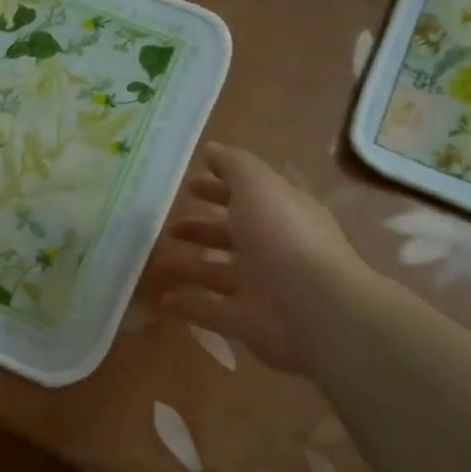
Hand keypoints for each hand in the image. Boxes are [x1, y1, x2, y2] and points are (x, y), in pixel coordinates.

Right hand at [149, 143, 371, 373]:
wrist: (315, 310)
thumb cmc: (285, 238)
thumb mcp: (258, 188)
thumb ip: (235, 167)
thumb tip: (212, 149)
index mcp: (281, 213)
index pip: (249, 195)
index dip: (220, 187)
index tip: (188, 184)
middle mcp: (273, 248)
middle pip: (232, 234)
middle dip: (201, 227)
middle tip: (168, 225)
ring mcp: (261, 287)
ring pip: (218, 272)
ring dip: (188, 265)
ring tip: (155, 261)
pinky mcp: (248, 322)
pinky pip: (212, 310)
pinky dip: (189, 304)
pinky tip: (163, 299)